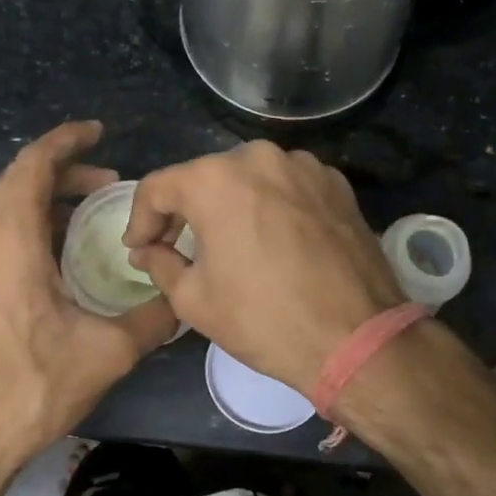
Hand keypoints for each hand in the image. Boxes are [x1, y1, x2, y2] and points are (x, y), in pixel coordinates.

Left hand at [0, 121, 176, 478]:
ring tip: (67, 225)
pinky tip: (30, 268)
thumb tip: (184, 302)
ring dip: (28, 202)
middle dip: (59, 176)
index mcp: (6, 235)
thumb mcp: (106, 353)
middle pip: (12, 180)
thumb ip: (152, 320)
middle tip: (102, 192)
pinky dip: (4, 229)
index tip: (98, 132)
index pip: (34, 162)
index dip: (68, 140)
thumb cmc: (27, 388)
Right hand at [124, 141, 405, 396]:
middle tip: (178, 246)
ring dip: (232, 205)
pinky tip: (275, 240)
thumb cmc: (263, 320)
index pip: (158, 187)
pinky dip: (272, 205)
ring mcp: (303, 166)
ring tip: (231, 244)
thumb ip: (159, 263)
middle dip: (186, 211)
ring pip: (249, 178)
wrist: (356, 338)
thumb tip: (146, 249)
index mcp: (215, 180)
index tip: (139, 247)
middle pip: (205, 178)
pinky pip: (287, 186)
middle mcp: (258, 157)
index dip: (140, 219)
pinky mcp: (335, 183)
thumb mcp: (193, 300)